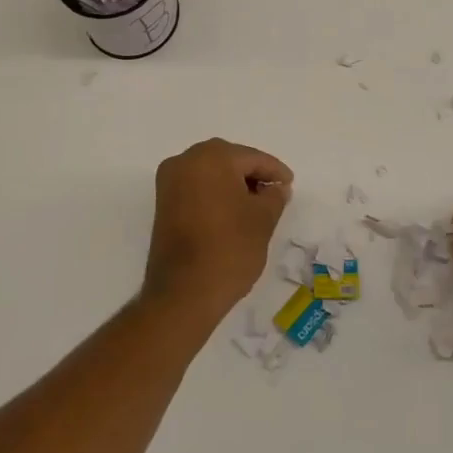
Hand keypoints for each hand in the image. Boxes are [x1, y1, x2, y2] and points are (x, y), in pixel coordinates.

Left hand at [143, 139, 292, 326]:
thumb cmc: (229, 249)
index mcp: (211, 157)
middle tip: (274, 192)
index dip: (274, 170)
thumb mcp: (263, 220)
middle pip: (229, 160)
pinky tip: (233, 211)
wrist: (183, 294)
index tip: (289, 183)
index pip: (251, 157)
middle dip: (252, 174)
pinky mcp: (163, 203)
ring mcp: (169, 182)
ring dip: (233, 184)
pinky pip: (196, 187)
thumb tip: (276, 187)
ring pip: (210, 172)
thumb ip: (274, 196)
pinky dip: (215, 194)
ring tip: (256, 205)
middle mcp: (185, 161)